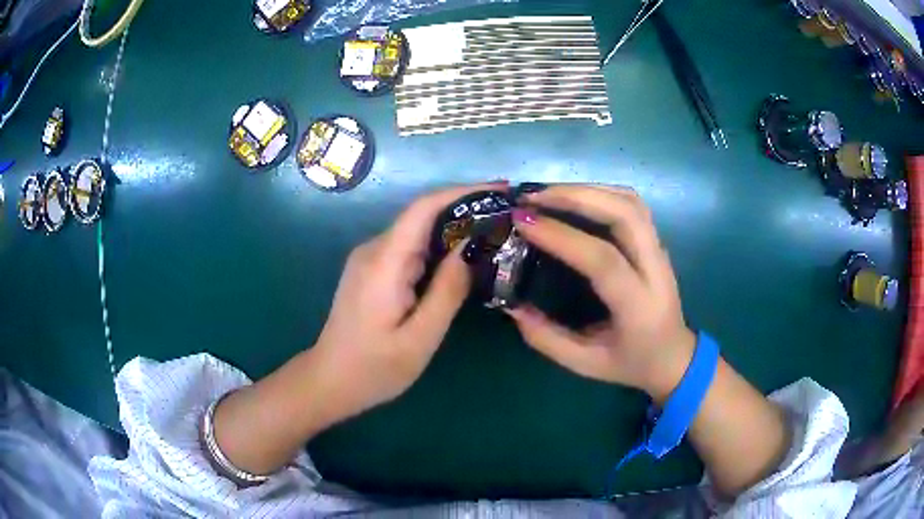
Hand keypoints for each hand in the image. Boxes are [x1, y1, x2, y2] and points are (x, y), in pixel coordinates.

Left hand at [310, 182, 506, 419]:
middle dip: (465, 209)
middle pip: (422, 215)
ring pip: (418, 232)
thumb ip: (447, 292)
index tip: (500, 189)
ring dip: (454, 229)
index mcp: (383, 263)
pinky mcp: (372, 270)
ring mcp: (370, 259)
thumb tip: (470, 250)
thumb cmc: (374, 368)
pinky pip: (410, 248)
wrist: (330, 381)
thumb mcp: (419, 339)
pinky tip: (462, 260)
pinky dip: (439, 248)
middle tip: (507, 217)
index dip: (462, 192)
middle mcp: (374, 250)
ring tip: (494, 236)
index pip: (423, 209)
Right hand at [507, 184, 694, 401]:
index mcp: (639, 306)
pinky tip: (575, 197)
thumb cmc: (631, 363)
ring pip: (630, 202)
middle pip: (625, 214)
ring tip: (548, 193)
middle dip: (576, 197)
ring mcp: (660, 251)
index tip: (523, 222)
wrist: (674, 357)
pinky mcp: (656, 242)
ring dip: (588, 189)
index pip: (604, 260)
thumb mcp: (586, 364)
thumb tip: (512, 307)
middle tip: (533, 197)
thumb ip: (547, 339)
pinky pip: (632, 204)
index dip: (562, 236)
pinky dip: (601, 192)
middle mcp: (655, 270)